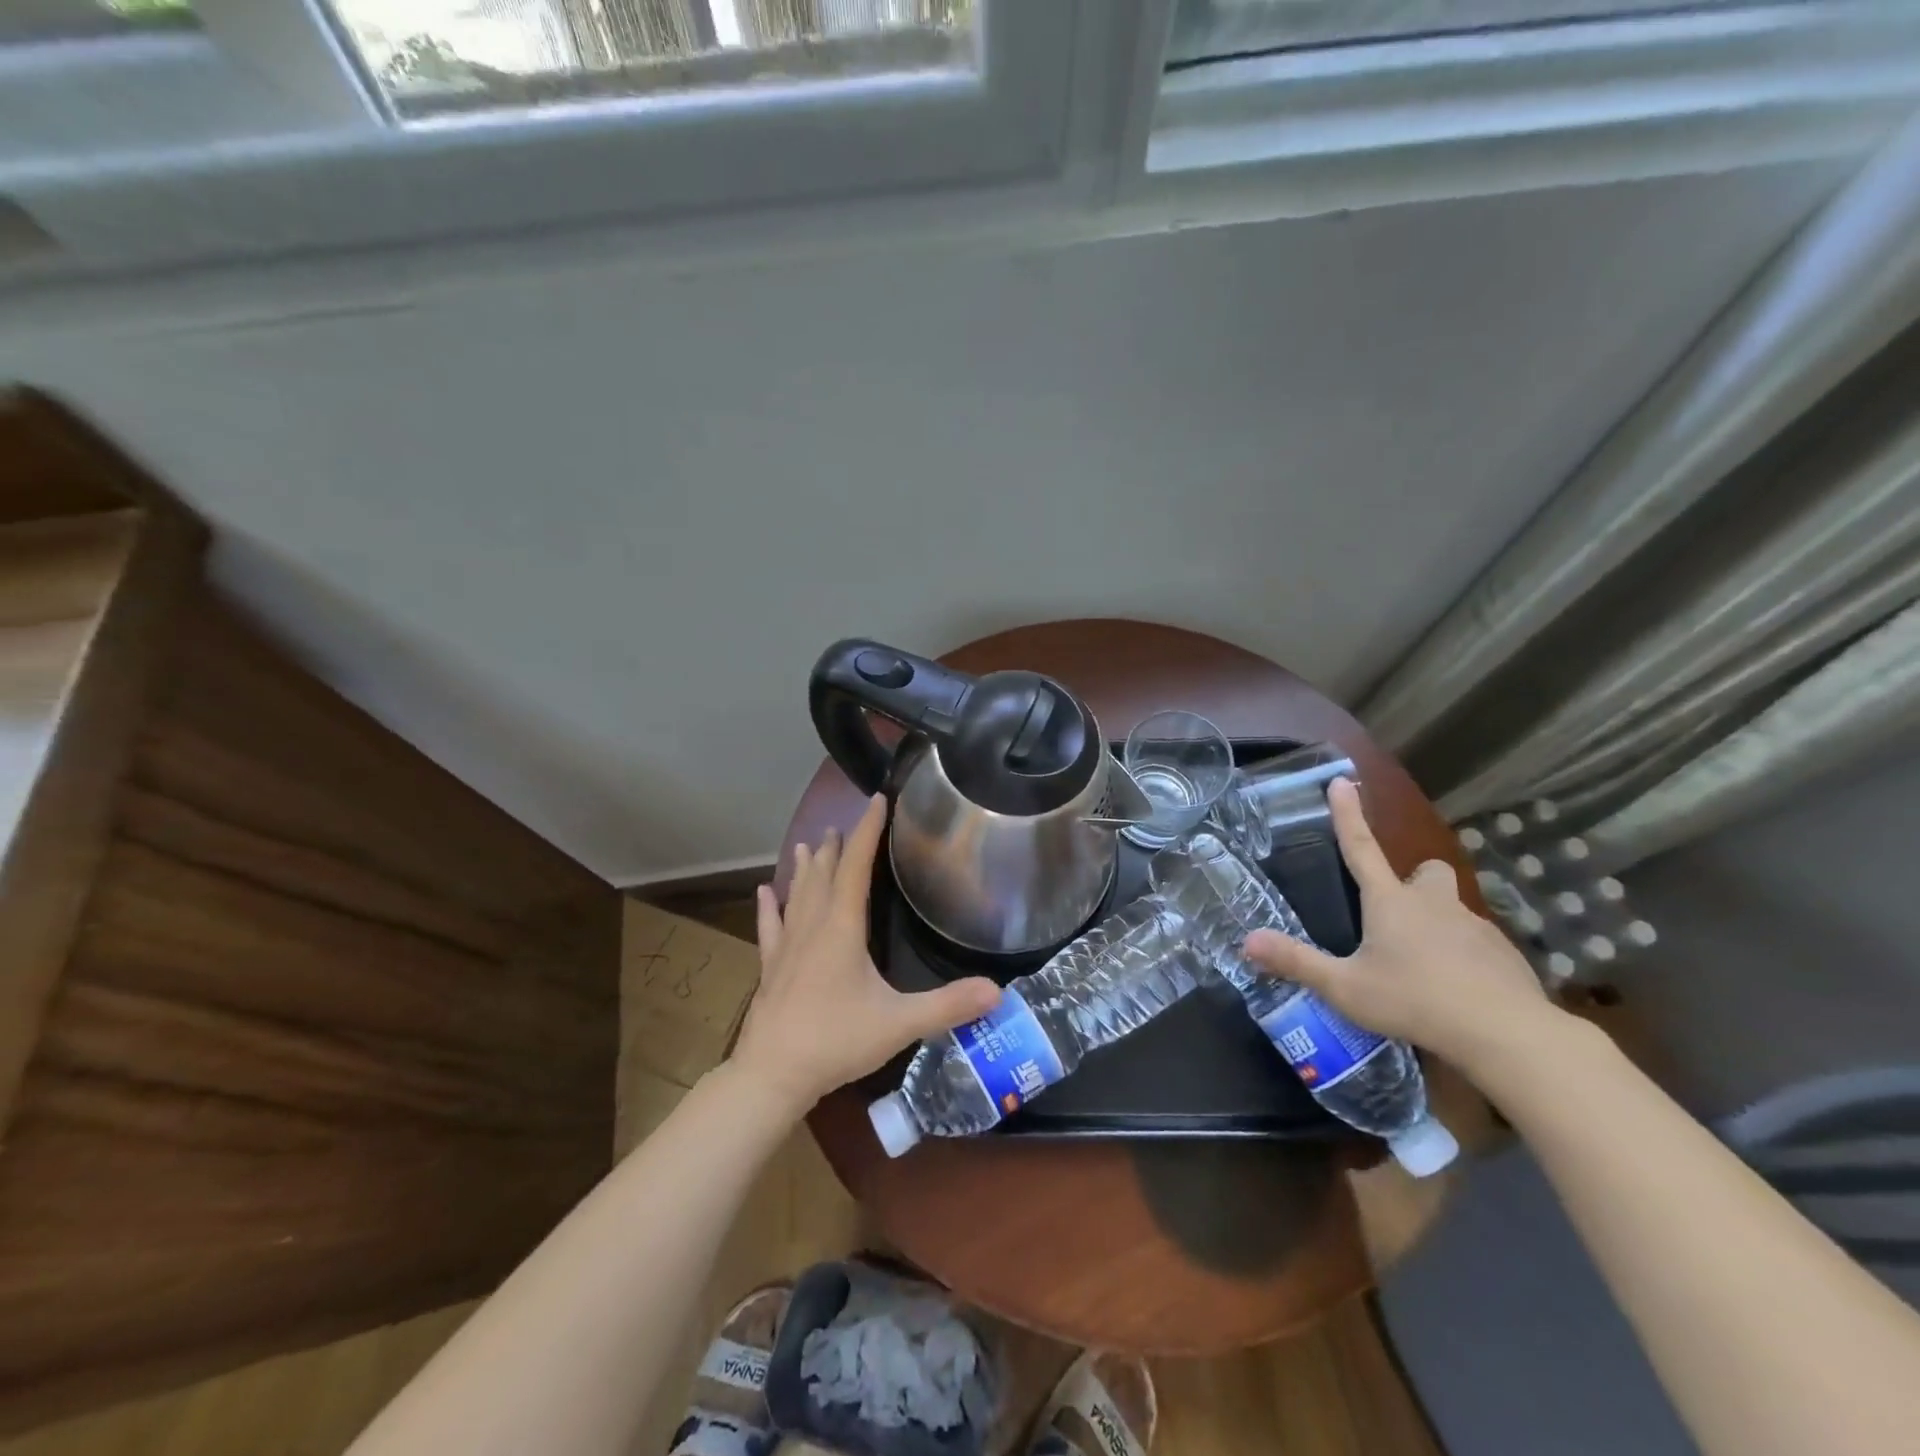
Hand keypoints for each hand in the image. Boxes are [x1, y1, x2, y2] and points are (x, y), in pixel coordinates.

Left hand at [731, 793, 1000, 1115]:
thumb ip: (948, 1005)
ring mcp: (787, 946)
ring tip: (808, 844)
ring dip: (804, 868)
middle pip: (825, 874)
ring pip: (797, 894)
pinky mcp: (770, 967)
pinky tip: (763, 892)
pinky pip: (769, 927)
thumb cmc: (836, 1041)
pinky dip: (768, 907)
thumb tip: (998, 991)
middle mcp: (813, 926)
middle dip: (837, 847)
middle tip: (844, 825)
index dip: (868, 831)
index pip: (857, 866)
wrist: (772, 1075)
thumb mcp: (899, 1023)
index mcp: (843, 927)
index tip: (876, 799)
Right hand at [1244, 777, 1555, 1075]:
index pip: (1360, 847)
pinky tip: (1456, 990)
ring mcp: (1473, 926)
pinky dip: (1463, 957)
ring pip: (1451, 909)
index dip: (1347, 814)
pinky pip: (1476, 943)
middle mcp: (1432, 903)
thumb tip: (1247, 940)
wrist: (1505, 1032)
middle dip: (1414, 880)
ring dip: (1436, 923)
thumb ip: (1297, 962)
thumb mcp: (1344, 987)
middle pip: (1426, 871)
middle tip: (1397, 910)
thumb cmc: (1414, 1000)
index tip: (1341, 781)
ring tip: (1423, 967)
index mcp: (1390, 902)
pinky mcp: (1503, 954)